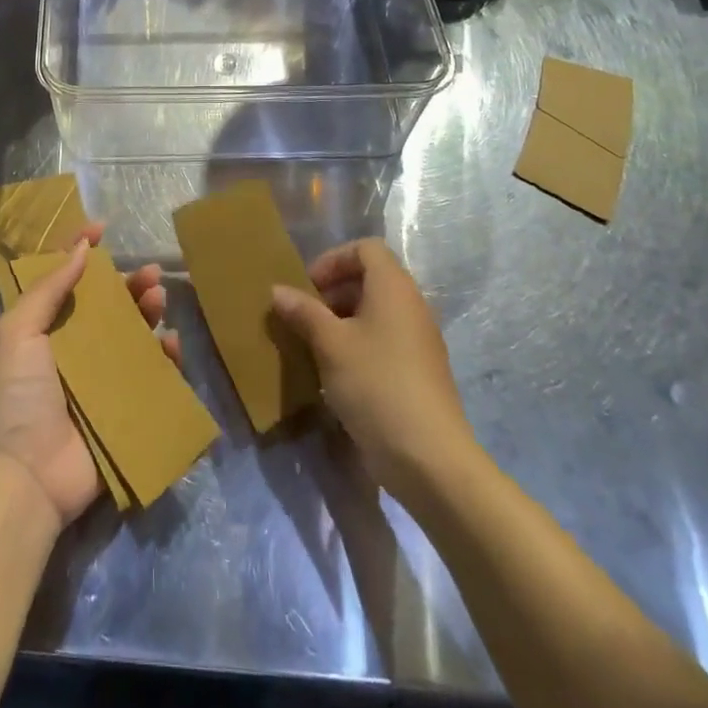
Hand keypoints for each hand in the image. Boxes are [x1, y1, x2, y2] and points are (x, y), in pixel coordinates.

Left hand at [0, 223, 179, 527]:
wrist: (25, 476)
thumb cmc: (16, 396)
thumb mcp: (18, 332)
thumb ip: (49, 288)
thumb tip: (81, 246)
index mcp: (46, 328)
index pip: (66, 279)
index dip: (82, 251)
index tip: (102, 228)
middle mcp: (75, 349)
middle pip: (109, 306)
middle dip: (130, 284)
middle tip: (151, 273)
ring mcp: (102, 380)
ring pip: (134, 336)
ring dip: (149, 314)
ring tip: (159, 301)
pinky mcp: (125, 410)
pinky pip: (152, 378)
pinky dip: (165, 359)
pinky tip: (171, 346)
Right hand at [271, 238, 473, 498]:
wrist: (430, 459)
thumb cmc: (376, 385)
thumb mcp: (330, 345)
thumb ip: (303, 312)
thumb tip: (277, 290)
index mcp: (393, 288)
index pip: (365, 249)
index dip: (333, 259)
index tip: (308, 286)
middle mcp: (411, 306)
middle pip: (370, 279)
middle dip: (333, 292)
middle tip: (304, 316)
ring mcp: (419, 341)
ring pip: (376, 313)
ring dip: (343, 321)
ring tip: (314, 346)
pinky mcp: (420, 372)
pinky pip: (385, 341)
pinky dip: (359, 346)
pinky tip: (337, 375)